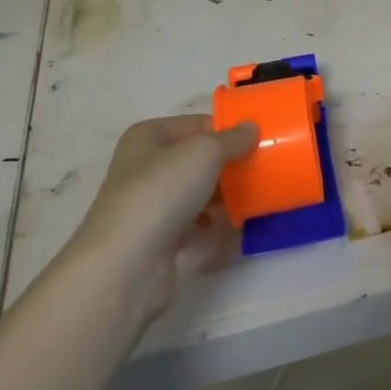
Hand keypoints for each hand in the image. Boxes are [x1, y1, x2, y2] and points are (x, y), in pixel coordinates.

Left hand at [71, 115, 257, 319]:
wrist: (126, 264)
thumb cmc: (162, 192)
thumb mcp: (204, 152)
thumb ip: (232, 139)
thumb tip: (252, 127)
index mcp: (148, 137)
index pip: (197, 124)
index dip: (228, 131)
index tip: (260, 141)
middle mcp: (145, 167)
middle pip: (197, 159)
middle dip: (228, 164)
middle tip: (264, 169)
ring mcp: (150, 205)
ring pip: (196, 192)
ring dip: (224, 196)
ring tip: (255, 197)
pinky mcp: (158, 239)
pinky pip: (194, 224)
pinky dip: (213, 225)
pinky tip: (235, 227)